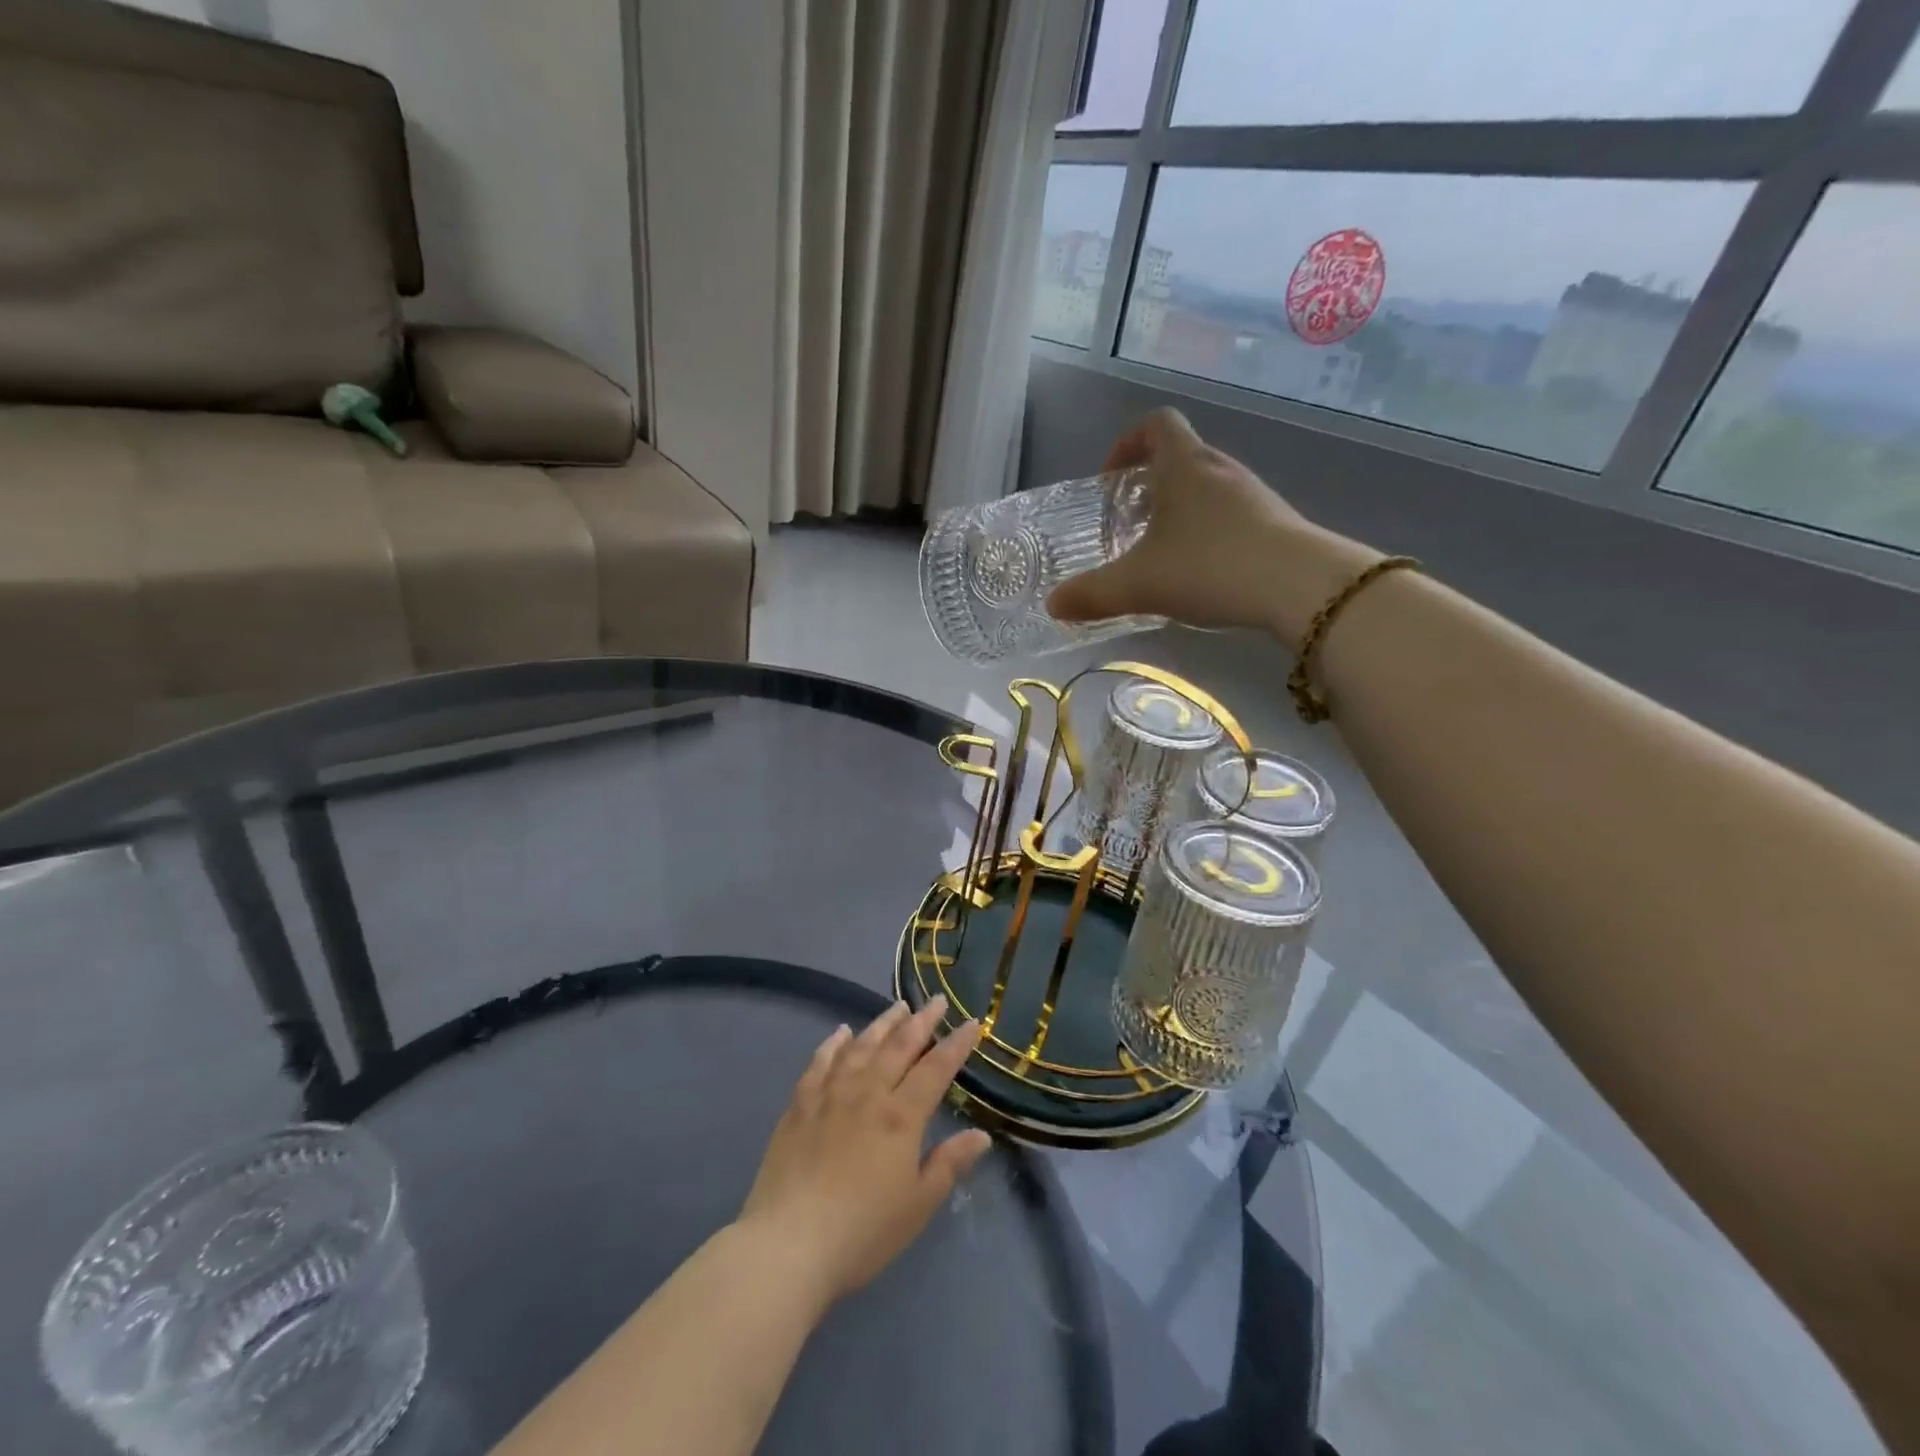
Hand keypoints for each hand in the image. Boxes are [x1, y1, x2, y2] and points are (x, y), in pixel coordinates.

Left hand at [737, 996, 990, 1305]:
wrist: (788, 1244)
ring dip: (882, 1024)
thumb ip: (949, 1164)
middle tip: (936, 1000)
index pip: (936, 1069)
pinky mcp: (799, 1105)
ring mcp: (830, 1094)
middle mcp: (867, 1093)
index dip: (956, 1044)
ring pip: (861, 1046)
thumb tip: (981, 1135)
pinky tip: (842, 1033)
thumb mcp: (917, 1206)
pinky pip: (820, 1062)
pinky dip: (834, 1043)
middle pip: (899, 1046)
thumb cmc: (862, 1232)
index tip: (971, 1023)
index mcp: (900, 1116)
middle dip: (922, 1021)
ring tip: (898, 1007)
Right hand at [1046, 408, 1333, 633]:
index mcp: (1183, 465)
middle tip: (1128, 523)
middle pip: (1180, 456)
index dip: (1127, 443)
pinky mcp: (1274, 522)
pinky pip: (1230, 514)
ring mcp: (1252, 494)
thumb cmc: (1208, 567)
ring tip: (1161, 552)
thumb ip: (1091, 594)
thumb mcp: (1138, 585)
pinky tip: (1200, 572)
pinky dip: (1207, 531)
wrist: (1299, 586)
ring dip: (1179, 509)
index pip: (1156, 424)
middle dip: (1148, 484)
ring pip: (1206, 487)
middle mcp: (1219, 469)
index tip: (1110, 479)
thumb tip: (1052, 605)